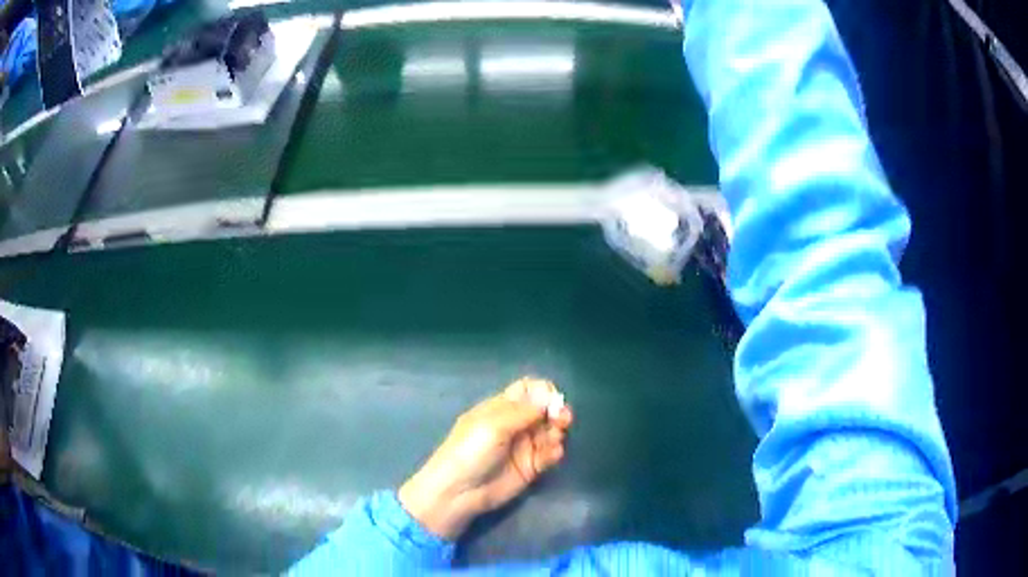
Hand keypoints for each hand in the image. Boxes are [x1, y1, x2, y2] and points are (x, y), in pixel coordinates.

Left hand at [398, 377, 572, 539]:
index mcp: (501, 408)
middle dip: (557, 410)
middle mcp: (515, 424)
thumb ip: (522, 411)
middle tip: (563, 419)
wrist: (459, 491)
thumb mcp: (492, 426)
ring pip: (550, 431)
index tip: (553, 400)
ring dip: (558, 430)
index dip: (543, 391)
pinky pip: (550, 454)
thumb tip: (548, 398)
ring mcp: (524, 446)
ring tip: (555, 438)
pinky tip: (553, 455)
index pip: (528, 390)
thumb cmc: (469, 452)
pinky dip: (555, 451)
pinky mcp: (531, 467)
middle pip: (544, 409)